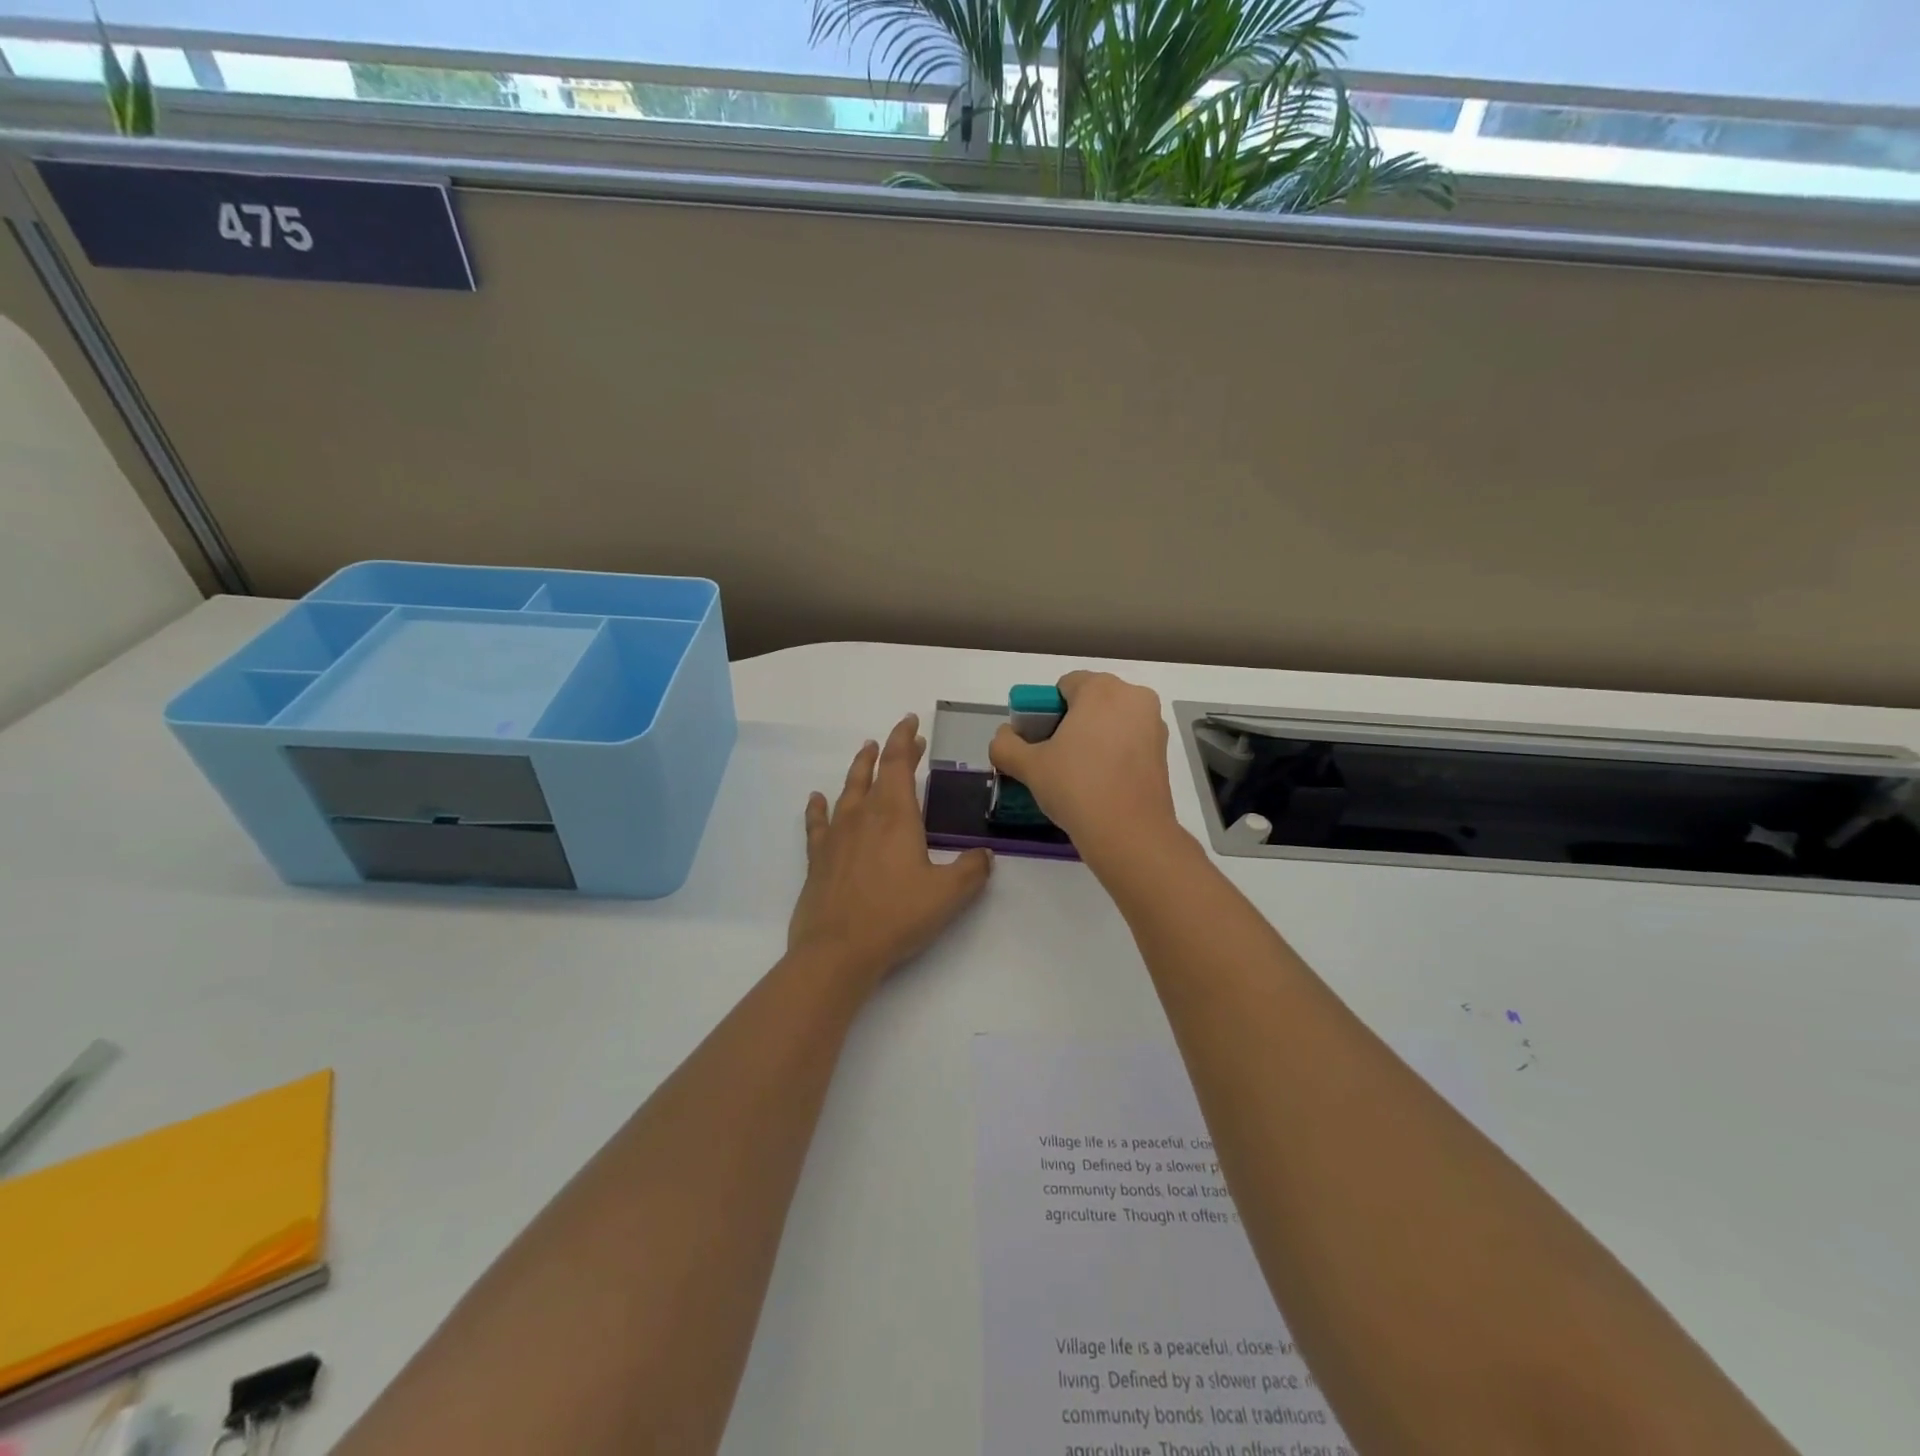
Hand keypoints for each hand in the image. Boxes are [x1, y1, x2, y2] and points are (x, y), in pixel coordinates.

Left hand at [788, 713, 992, 990]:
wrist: (838, 951)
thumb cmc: (896, 917)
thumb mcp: (948, 895)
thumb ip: (971, 870)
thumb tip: (984, 855)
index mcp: (895, 816)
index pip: (899, 765)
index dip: (905, 740)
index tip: (911, 722)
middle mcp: (863, 816)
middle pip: (874, 772)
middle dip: (889, 752)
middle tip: (903, 740)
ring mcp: (836, 836)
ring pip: (847, 791)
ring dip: (859, 770)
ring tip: (865, 753)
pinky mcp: (818, 859)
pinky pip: (817, 823)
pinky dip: (818, 808)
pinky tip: (816, 799)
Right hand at [988, 671, 1178, 862]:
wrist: (1129, 833)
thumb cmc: (1076, 787)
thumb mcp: (1029, 766)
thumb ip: (1005, 745)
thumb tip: (1004, 737)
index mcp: (1101, 689)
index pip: (1065, 686)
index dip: (1046, 711)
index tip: (1039, 741)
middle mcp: (1133, 697)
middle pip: (1091, 700)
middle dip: (1071, 722)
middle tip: (1054, 757)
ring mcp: (1154, 724)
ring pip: (1112, 721)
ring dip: (1093, 737)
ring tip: (1077, 773)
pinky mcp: (1164, 751)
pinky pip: (1130, 741)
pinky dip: (1114, 753)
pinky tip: (1101, 782)